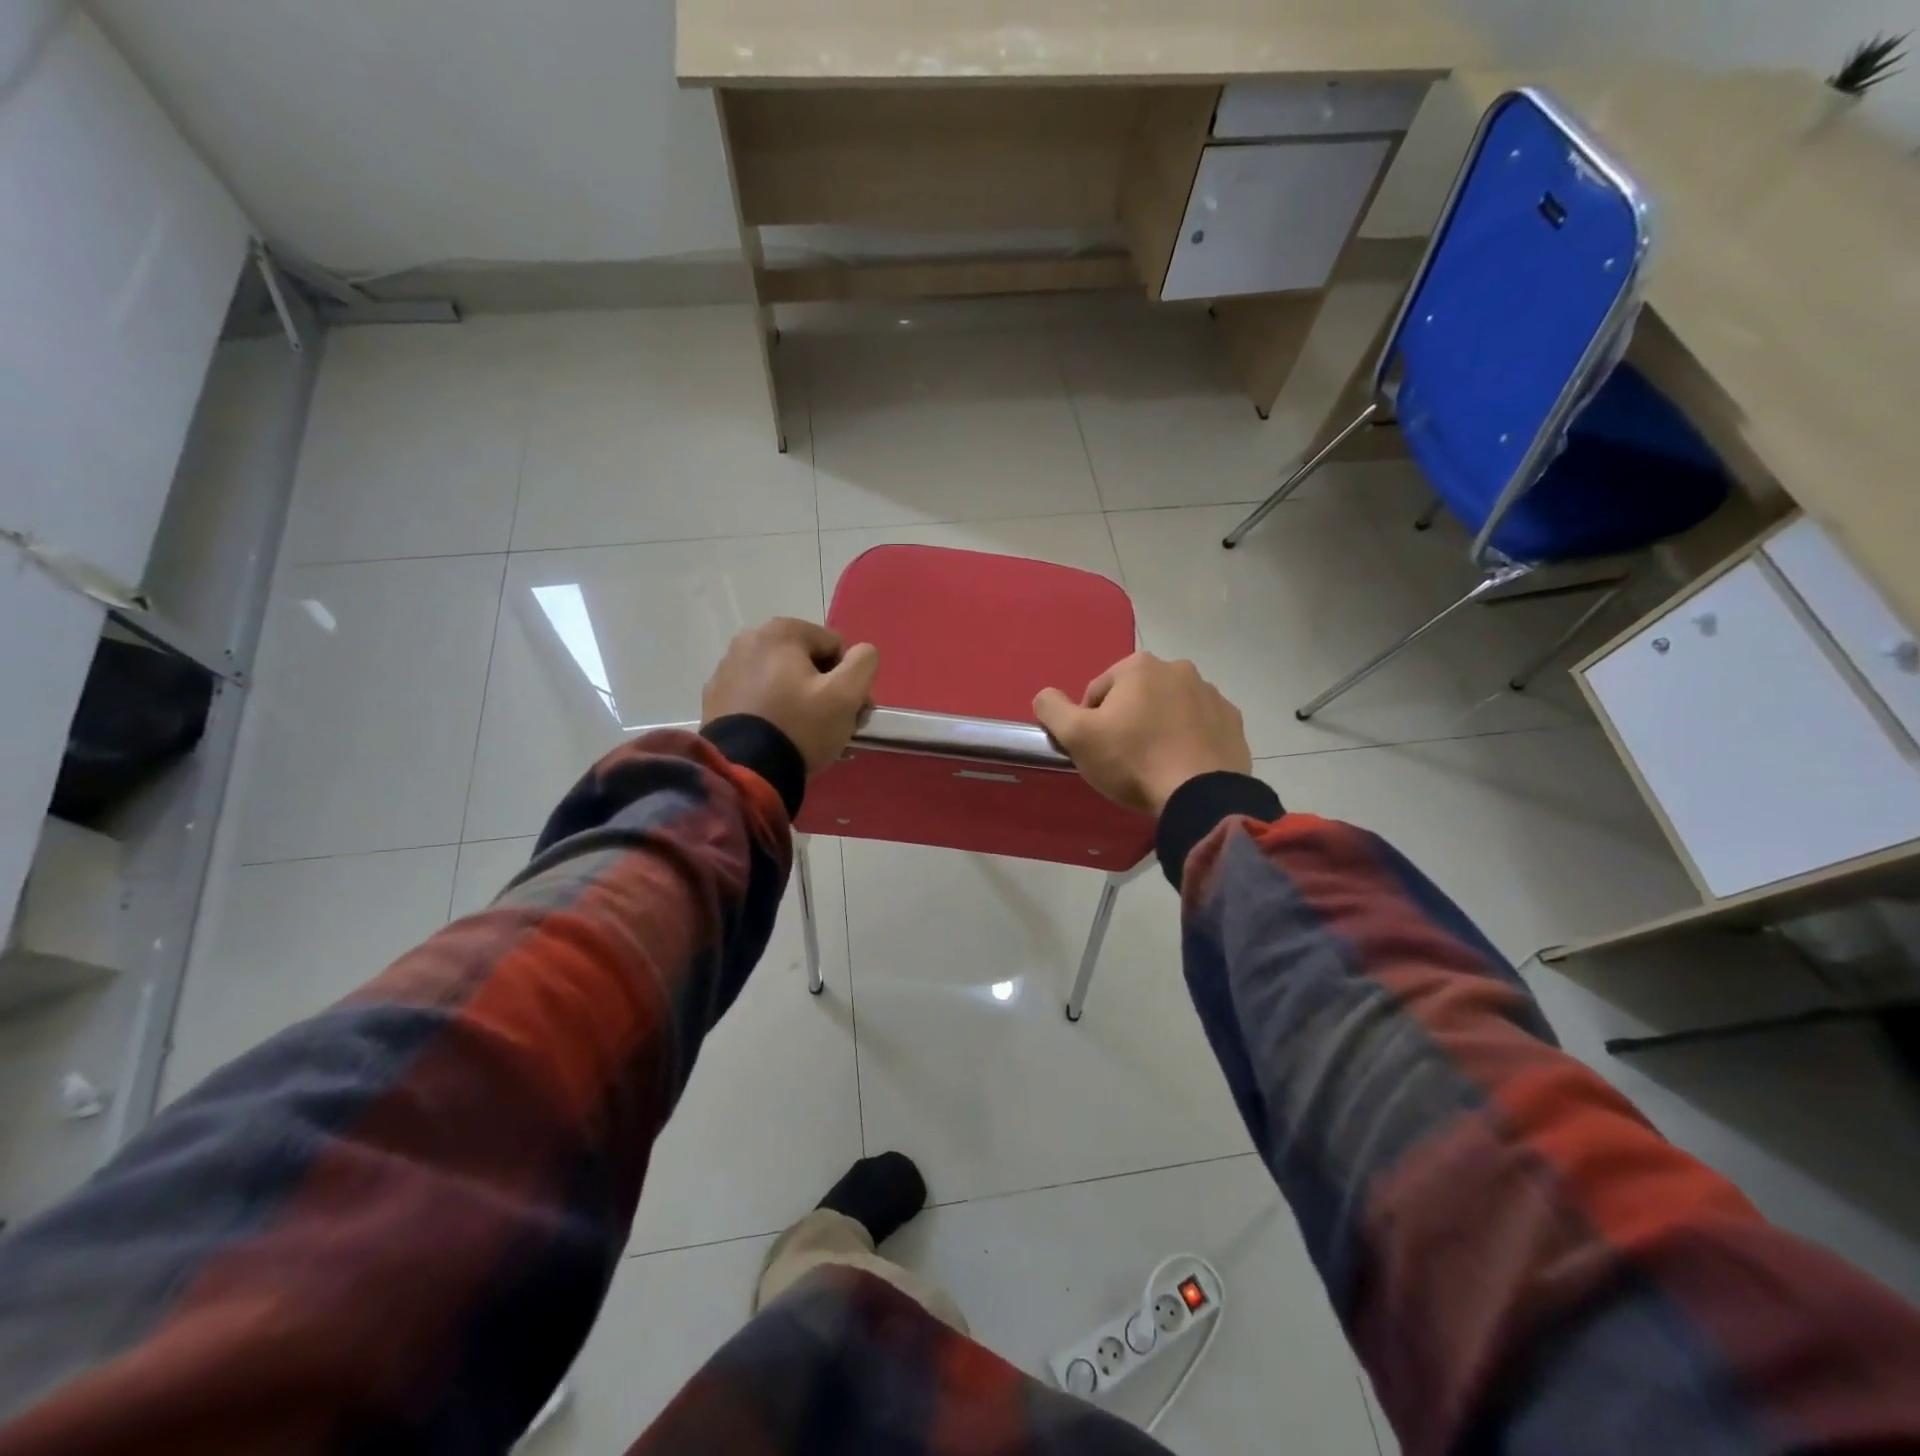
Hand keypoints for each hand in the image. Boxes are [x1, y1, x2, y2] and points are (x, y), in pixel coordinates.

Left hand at [702, 618, 879, 775]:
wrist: (744, 771)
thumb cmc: (800, 727)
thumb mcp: (846, 695)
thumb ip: (864, 663)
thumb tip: (863, 652)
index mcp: (781, 631)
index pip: (835, 647)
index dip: (850, 678)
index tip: (853, 711)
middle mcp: (749, 640)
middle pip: (807, 661)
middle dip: (825, 689)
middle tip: (835, 726)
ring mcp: (727, 669)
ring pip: (781, 679)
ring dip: (800, 700)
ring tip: (807, 735)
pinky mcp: (715, 698)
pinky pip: (757, 697)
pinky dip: (773, 710)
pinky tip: (779, 737)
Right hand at [1033, 653, 1251, 814]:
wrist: (1200, 795)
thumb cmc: (1132, 760)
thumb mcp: (1077, 736)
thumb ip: (1052, 709)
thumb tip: (1044, 696)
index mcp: (1139, 666)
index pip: (1098, 693)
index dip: (1090, 723)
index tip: (1096, 750)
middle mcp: (1179, 669)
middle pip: (1135, 697)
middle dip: (1127, 721)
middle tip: (1123, 759)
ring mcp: (1211, 694)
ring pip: (1169, 710)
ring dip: (1158, 729)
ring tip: (1154, 765)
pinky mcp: (1233, 722)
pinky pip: (1199, 727)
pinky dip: (1188, 740)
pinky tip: (1180, 765)